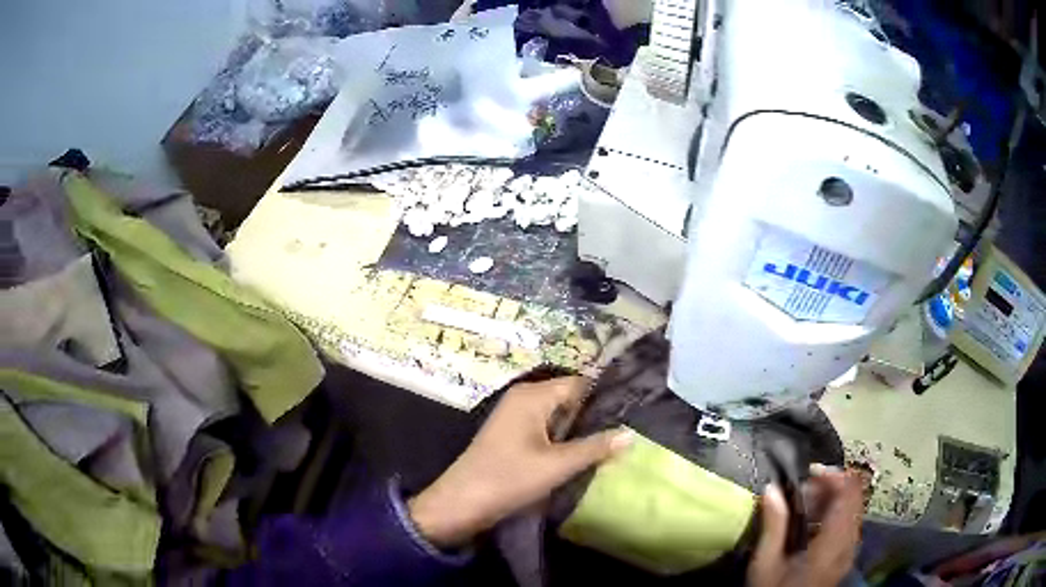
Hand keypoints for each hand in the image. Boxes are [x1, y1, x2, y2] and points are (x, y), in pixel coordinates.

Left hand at [408, 377, 632, 547]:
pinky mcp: (512, 434)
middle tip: (628, 429)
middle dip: (595, 414)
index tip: (633, 410)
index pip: (580, 383)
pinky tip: (583, 452)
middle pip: (570, 398)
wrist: (462, 502)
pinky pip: (546, 428)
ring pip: (559, 415)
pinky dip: (564, 438)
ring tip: (613, 441)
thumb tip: (631, 434)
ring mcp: (516, 416)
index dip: (606, 396)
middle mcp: (524, 397)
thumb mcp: (557, 465)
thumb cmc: (509, 478)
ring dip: (580, 429)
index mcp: (533, 395)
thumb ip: (595, 448)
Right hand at [748, 465, 863, 586]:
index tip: (809, 473)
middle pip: (854, 497)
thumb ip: (773, 526)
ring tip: (806, 504)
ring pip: (853, 507)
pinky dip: (836, 512)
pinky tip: (814, 522)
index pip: (849, 494)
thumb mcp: (766, 564)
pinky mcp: (847, 554)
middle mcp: (850, 542)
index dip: (834, 475)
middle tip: (803, 491)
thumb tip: (772, 488)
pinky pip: (850, 521)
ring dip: (833, 498)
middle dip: (831, 485)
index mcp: (833, 542)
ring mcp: (851, 548)